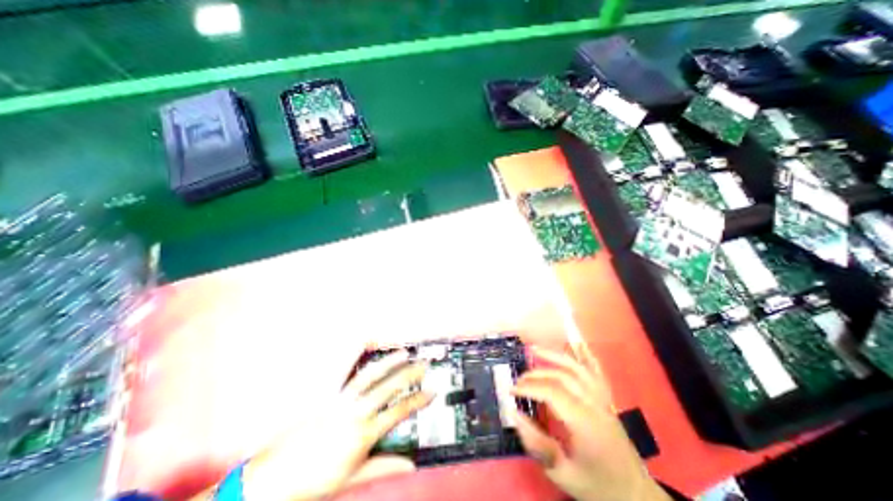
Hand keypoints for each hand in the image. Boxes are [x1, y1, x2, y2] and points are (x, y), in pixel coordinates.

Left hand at [238, 350, 431, 500]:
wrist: (275, 479)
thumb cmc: (313, 481)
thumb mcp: (354, 477)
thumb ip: (385, 467)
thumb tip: (409, 464)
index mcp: (364, 434)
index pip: (400, 412)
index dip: (419, 400)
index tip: (431, 392)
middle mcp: (355, 412)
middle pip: (389, 387)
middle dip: (410, 374)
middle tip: (423, 365)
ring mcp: (341, 400)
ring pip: (370, 375)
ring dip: (389, 362)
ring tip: (403, 352)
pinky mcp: (328, 394)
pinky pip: (342, 369)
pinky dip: (354, 353)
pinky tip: (365, 340)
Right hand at [509, 345, 670, 500]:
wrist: (636, 496)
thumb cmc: (598, 486)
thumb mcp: (564, 476)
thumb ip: (538, 445)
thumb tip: (515, 415)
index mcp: (585, 423)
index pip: (552, 392)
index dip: (529, 387)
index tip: (511, 391)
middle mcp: (594, 404)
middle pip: (562, 377)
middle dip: (535, 374)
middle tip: (518, 380)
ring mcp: (603, 399)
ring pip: (577, 368)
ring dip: (555, 356)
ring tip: (535, 349)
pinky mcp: (606, 399)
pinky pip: (596, 372)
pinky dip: (586, 356)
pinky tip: (577, 343)